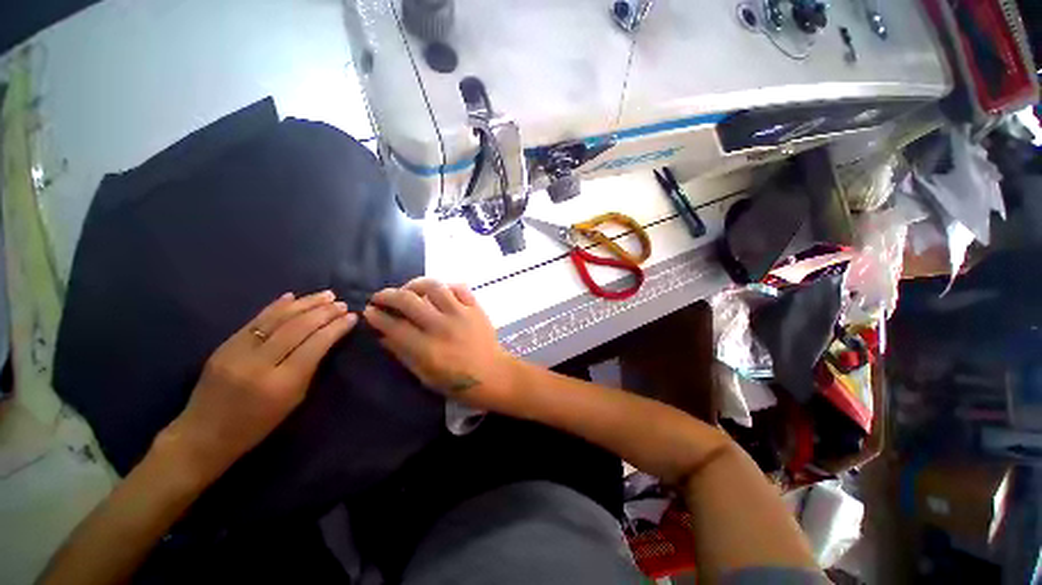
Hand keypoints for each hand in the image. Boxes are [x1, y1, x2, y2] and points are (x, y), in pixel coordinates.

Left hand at [159, 290, 357, 480]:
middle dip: (323, 312)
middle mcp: (259, 363)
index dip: (336, 328)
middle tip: (341, 303)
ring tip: (326, 294)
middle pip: (297, 328)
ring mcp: (237, 351)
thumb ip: (309, 368)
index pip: (315, 345)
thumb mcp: (294, 401)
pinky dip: (276, 306)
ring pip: (277, 319)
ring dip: (304, 303)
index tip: (352, 316)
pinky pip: (255, 320)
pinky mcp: (224, 345)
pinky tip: (292, 296)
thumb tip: (327, 339)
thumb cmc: (257, 425)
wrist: (203, 435)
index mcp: (281, 383)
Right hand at [363, 278, 516, 410]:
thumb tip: (382, 335)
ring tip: (408, 290)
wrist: (493, 374)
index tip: (369, 311)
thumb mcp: (424, 376)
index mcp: (427, 349)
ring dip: (415, 284)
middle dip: (387, 295)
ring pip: (433, 286)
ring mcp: (461, 314)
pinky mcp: (475, 308)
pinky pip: (458, 287)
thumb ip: (402, 353)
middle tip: (380, 297)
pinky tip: (438, 293)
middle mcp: (442, 327)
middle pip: (408, 301)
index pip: (394, 326)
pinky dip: (445, 287)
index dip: (377, 316)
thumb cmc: (458, 382)